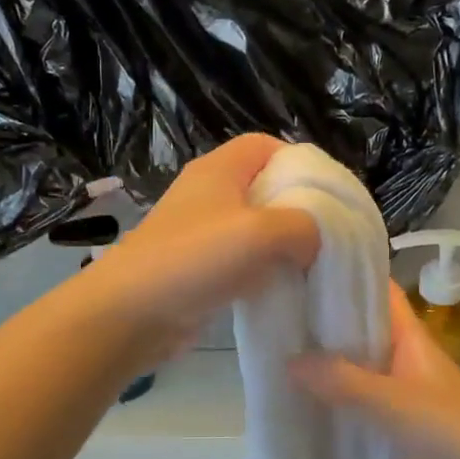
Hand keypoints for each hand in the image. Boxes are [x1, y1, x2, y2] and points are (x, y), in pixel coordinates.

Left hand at [82, 135, 321, 360]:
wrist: (131, 313)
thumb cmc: (196, 259)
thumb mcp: (262, 232)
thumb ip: (304, 226)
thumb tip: (316, 239)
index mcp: (219, 169)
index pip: (266, 145)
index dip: (300, 162)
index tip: (328, 194)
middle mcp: (208, 194)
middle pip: (264, 187)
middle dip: (297, 208)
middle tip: (328, 233)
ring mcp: (200, 233)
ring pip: (253, 228)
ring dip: (281, 244)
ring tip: (312, 263)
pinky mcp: (197, 268)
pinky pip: (240, 260)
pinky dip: (262, 270)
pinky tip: (281, 288)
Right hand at [291, 282, 459, 458]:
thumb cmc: (451, 428)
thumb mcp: (392, 401)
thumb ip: (342, 381)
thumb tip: (287, 361)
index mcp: (409, 335)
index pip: (376, 290)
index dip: (344, 274)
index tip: (301, 265)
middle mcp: (404, 354)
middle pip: (361, 326)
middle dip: (324, 318)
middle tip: (276, 309)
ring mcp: (403, 386)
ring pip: (359, 362)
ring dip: (327, 358)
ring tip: (279, 349)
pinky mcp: (400, 418)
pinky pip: (361, 395)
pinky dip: (337, 393)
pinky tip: (306, 397)